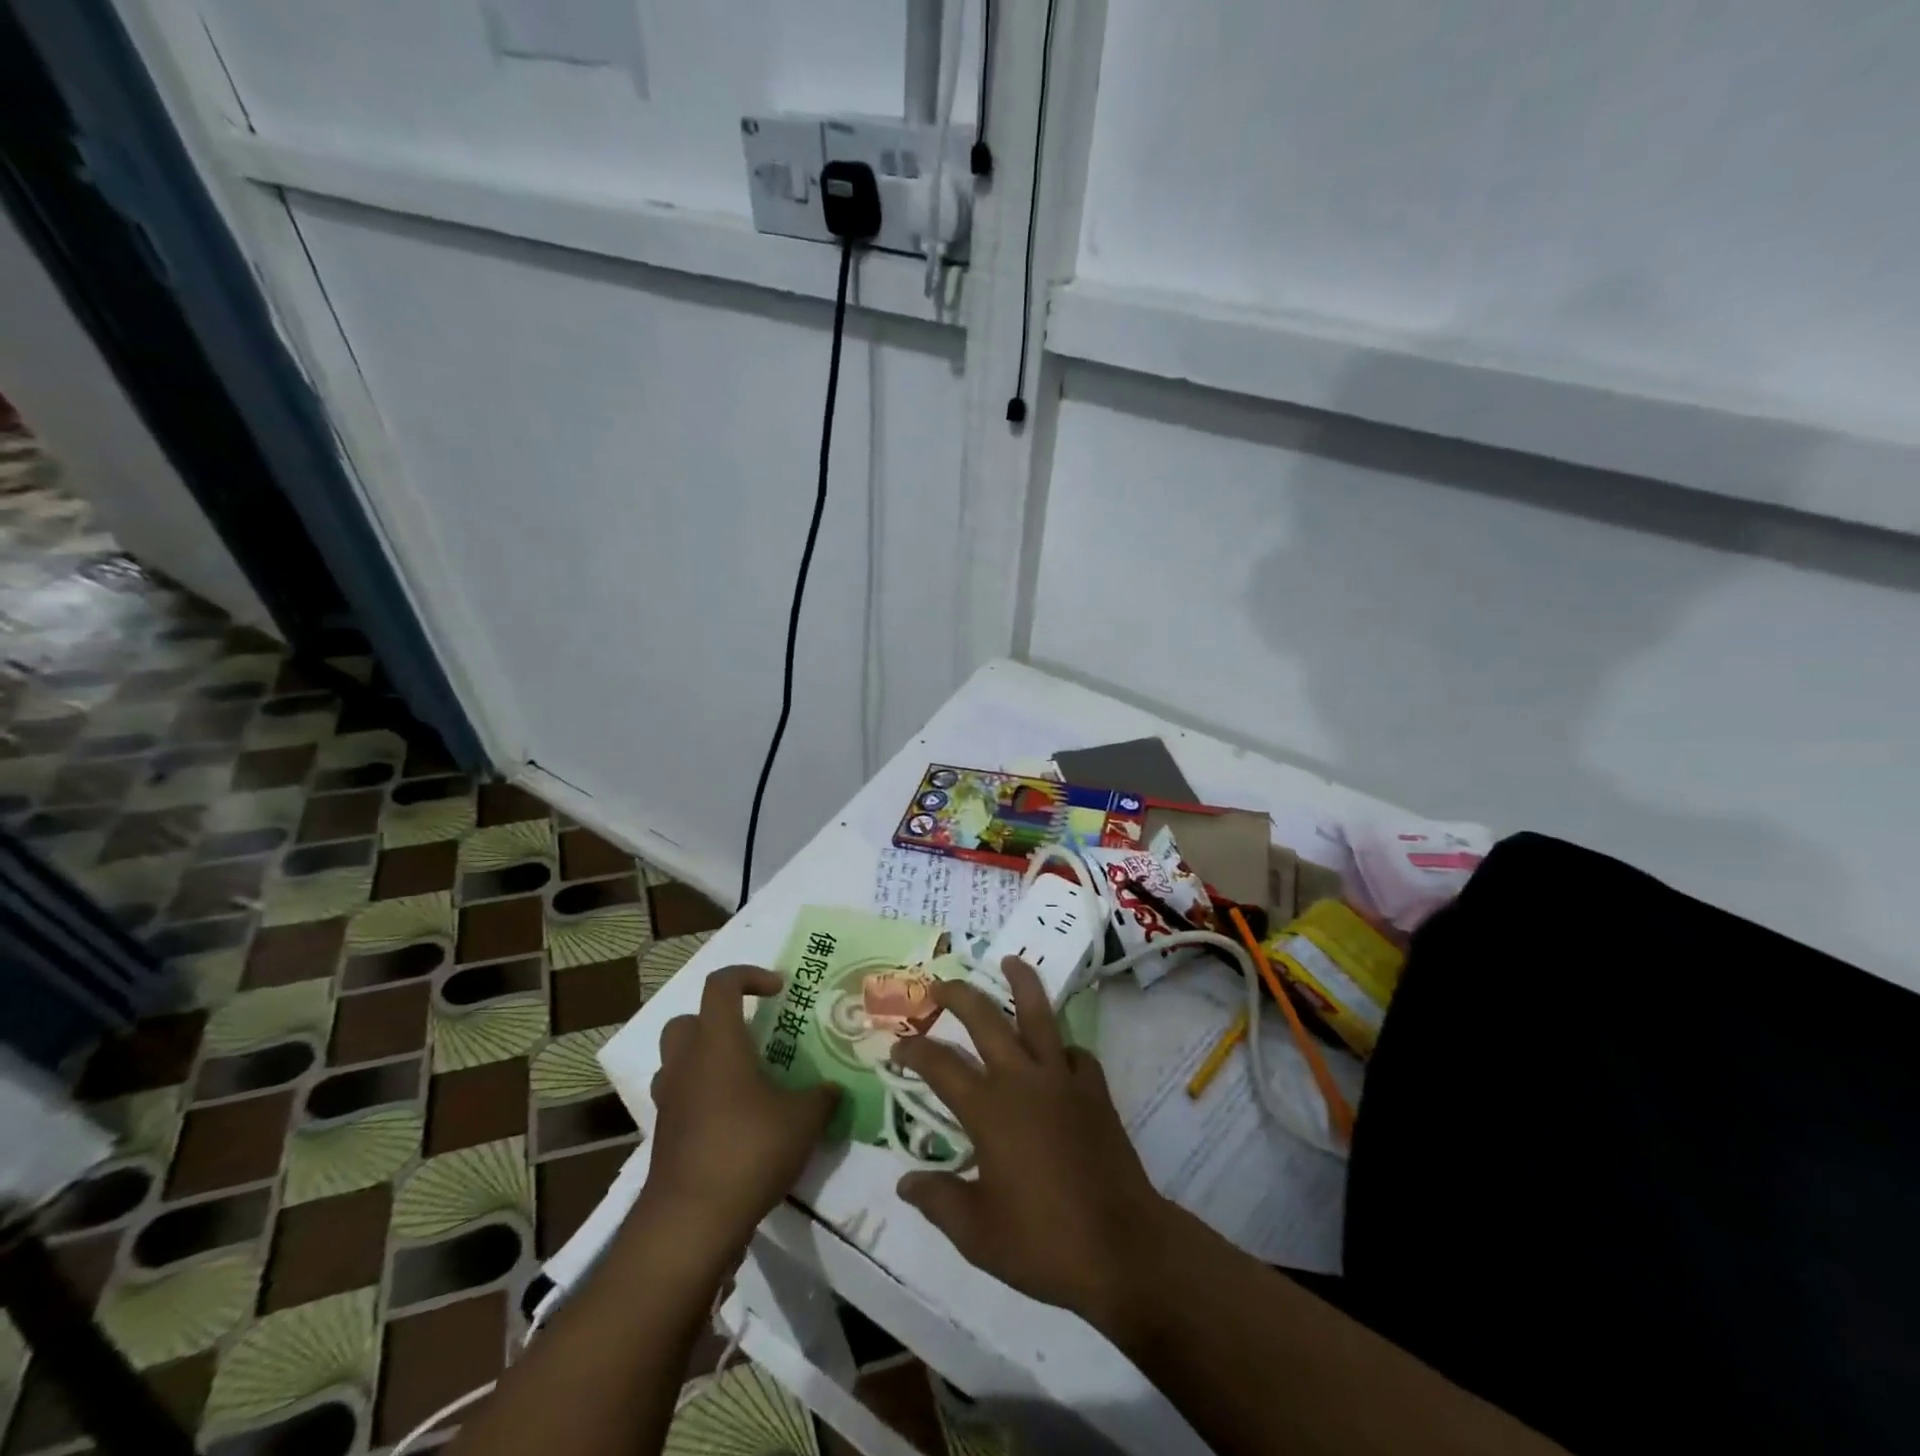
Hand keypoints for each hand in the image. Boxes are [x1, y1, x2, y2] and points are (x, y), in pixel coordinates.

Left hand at [644, 966, 841, 1255]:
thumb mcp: (803, 1120)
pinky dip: (704, 1100)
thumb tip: (833, 1089)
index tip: (778, 991)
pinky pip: (682, 1101)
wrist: (690, 1225)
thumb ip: (822, 1097)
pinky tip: (736, 1123)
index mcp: (717, 1044)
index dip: (749, 975)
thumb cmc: (748, 1152)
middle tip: (753, 1037)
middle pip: (687, 1020)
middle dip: (718, 1020)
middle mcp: (686, 1065)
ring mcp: (670, 1103)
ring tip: (745, 1080)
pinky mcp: (665, 1138)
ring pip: (678, 1062)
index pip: (721, 985)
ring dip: (707, 1060)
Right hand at [889, 957, 1174, 1338]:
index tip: (897, 1046)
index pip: (940, 1065)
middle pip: (985, 1019)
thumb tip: (904, 1182)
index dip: (914, 1051)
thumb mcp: (976, 1233)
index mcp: (988, 1109)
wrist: (1121, 1246)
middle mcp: (1022, 1080)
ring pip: (1039, 1015)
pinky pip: (1075, 1052)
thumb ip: (937, 1199)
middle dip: (958, 995)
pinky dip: (1061, 1046)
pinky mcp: (1095, 1090)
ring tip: (1011, 960)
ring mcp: (1063, 1079)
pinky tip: (1056, 1053)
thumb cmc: (1042, 1242)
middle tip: (939, 984)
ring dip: (1022, 983)